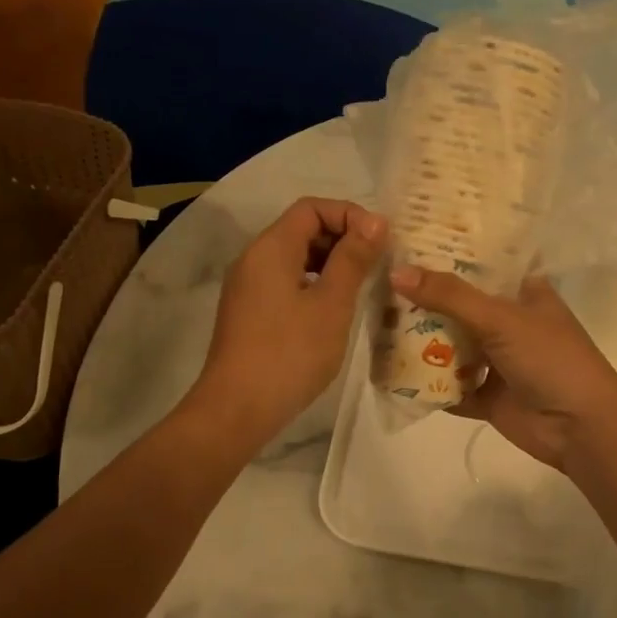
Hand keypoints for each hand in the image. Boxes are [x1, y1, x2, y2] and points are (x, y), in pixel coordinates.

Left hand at [195, 198, 386, 434]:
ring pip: (295, 258)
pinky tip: (335, 310)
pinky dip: (314, 284)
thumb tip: (374, 220)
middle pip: (301, 229)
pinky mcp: (249, 312)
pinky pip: (286, 282)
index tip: (380, 240)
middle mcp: (254, 259)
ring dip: (330, 263)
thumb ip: (353, 259)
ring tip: (362, 286)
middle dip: (342, 238)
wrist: (236, 409)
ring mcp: (248, 287)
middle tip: (377, 263)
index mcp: (271, 248)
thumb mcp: (331, 304)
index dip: (349, 215)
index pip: (311, 208)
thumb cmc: (290, 353)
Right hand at [389, 265, 616, 470]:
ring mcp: (497, 360)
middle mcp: (508, 321)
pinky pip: (450, 386)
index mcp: (522, 292)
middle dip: (423, 299)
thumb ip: (449, 296)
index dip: (447, 252)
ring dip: (420, 341)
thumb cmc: (550, 358)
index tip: (405, 240)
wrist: (580, 428)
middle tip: (376, 282)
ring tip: (375, 323)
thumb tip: (396, 272)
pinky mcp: (487, 396)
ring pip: (451, 345)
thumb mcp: (501, 318)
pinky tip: (389, 373)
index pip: (480, 262)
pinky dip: (427, 383)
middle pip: (458, 305)